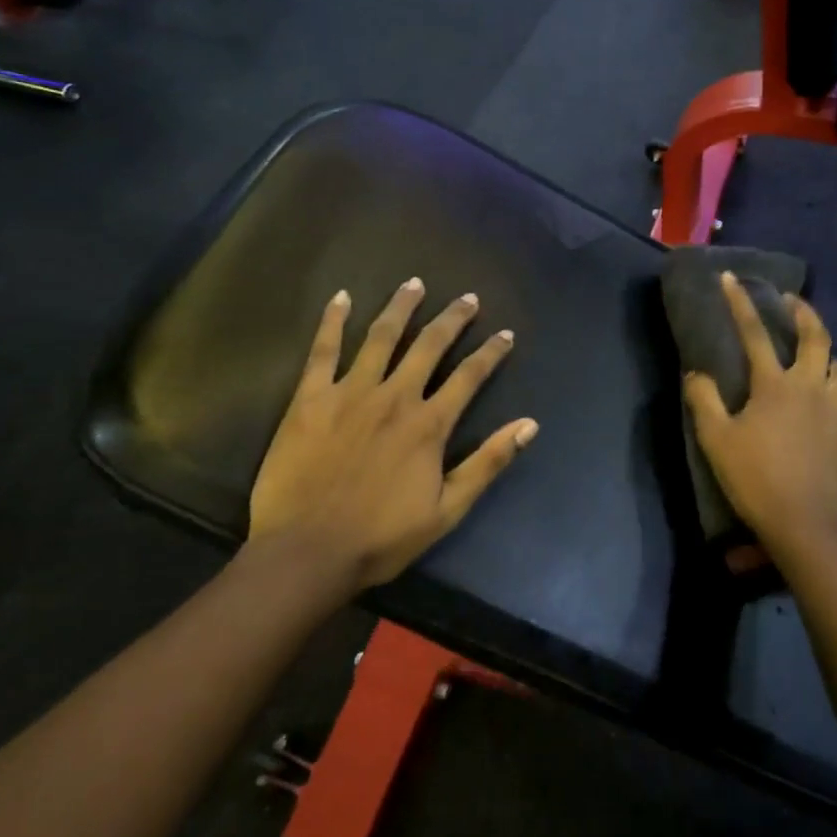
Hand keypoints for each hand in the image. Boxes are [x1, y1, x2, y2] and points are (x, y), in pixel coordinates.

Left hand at [247, 278, 538, 591]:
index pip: (469, 376)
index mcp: (429, 424)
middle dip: (453, 319)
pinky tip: (341, 298)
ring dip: (402, 307)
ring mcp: (351, 392)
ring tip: (415, 284)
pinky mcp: (311, 398)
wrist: (306, 552)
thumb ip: (488, 463)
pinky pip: (323, 350)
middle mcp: (395, 397)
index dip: (491, 353)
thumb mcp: (447, 509)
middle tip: (468, 298)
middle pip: (430, 346)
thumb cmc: (381, 537)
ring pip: (382, 336)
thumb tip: (530, 424)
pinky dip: (333, 321)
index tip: (505, 334)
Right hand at [683, 271, 836, 563]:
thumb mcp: (716, 439)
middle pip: (817, 338)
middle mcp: (812, 389)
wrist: (802, 525)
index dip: (740, 303)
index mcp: (777, 385)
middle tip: (791, 301)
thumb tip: (696, 373)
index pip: (755, 333)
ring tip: (818, 360)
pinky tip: (833, 413)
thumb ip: (704, 400)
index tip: (731, 277)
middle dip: (804, 312)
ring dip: (831, 359)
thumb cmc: (754, 478)